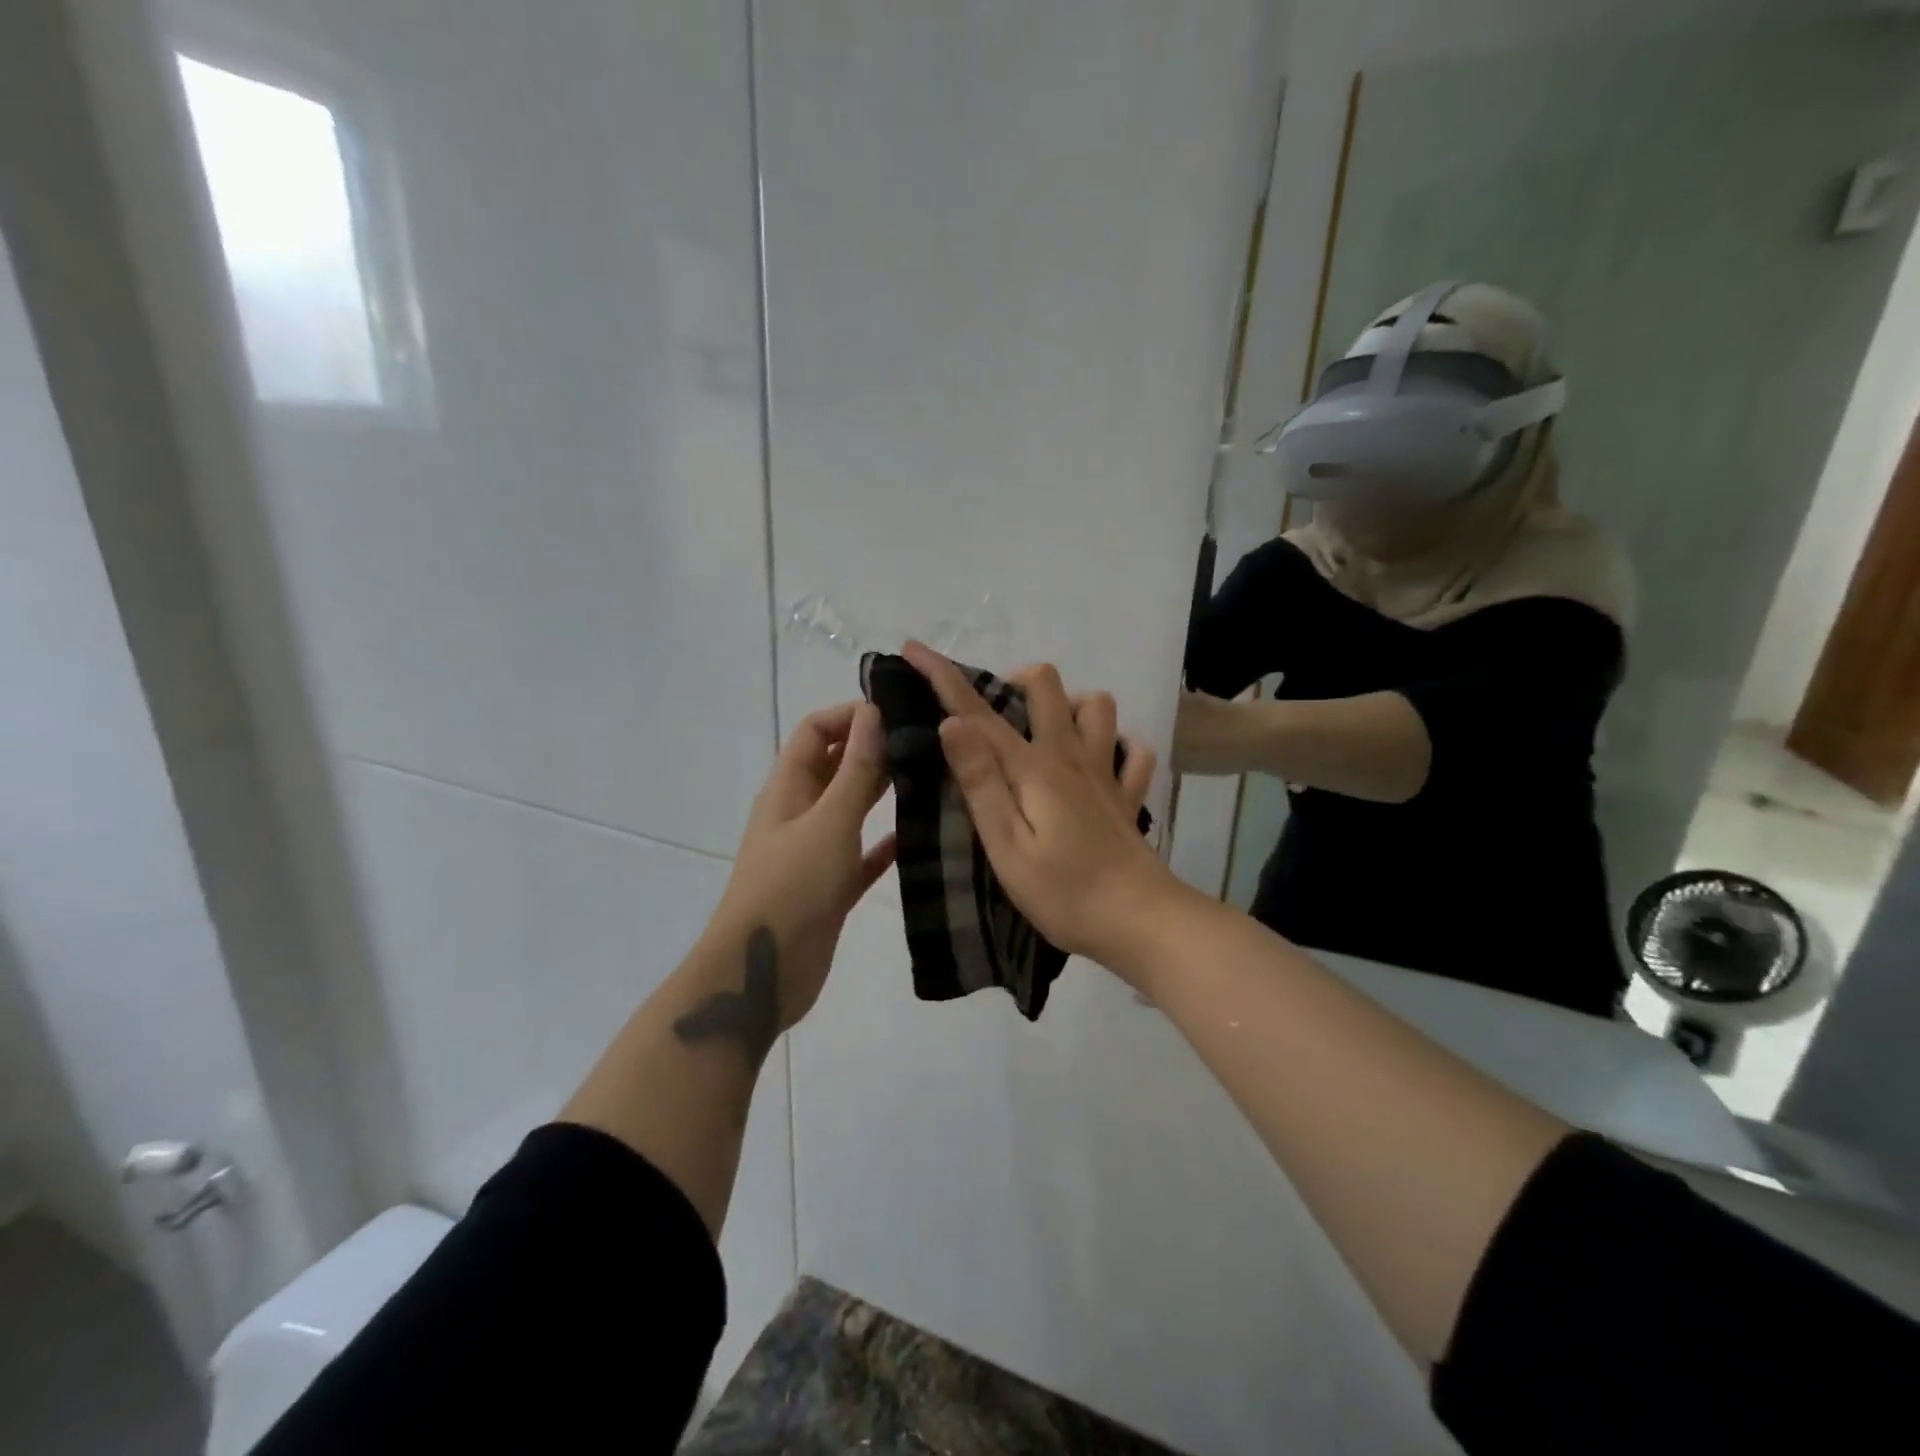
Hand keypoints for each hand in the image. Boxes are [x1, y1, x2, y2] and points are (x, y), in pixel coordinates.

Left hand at [706, 702, 895, 1029]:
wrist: (763, 972)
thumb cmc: (792, 886)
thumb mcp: (829, 820)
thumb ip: (856, 768)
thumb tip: (874, 711)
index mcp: (788, 788)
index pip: (815, 731)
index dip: (850, 716)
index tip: (898, 714)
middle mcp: (800, 813)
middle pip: (836, 766)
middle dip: (874, 751)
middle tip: (927, 744)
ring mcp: (815, 851)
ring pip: (852, 809)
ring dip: (883, 793)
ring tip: (932, 780)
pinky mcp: (831, 887)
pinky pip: (862, 854)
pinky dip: (885, 843)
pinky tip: (919, 836)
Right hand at [901, 641, 1174, 967]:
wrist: (1141, 922)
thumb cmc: (1064, 893)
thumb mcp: (1006, 845)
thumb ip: (980, 782)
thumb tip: (952, 723)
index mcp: (1034, 768)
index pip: (978, 712)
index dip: (943, 676)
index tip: (914, 649)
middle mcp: (1072, 756)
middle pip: (1047, 685)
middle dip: (1013, 682)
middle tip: (993, 718)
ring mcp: (1106, 772)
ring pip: (1097, 706)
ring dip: (1069, 706)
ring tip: (1045, 735)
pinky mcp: (1127, 795)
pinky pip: (1132, 752)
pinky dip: (1115, 748)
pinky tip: (1099, 765)